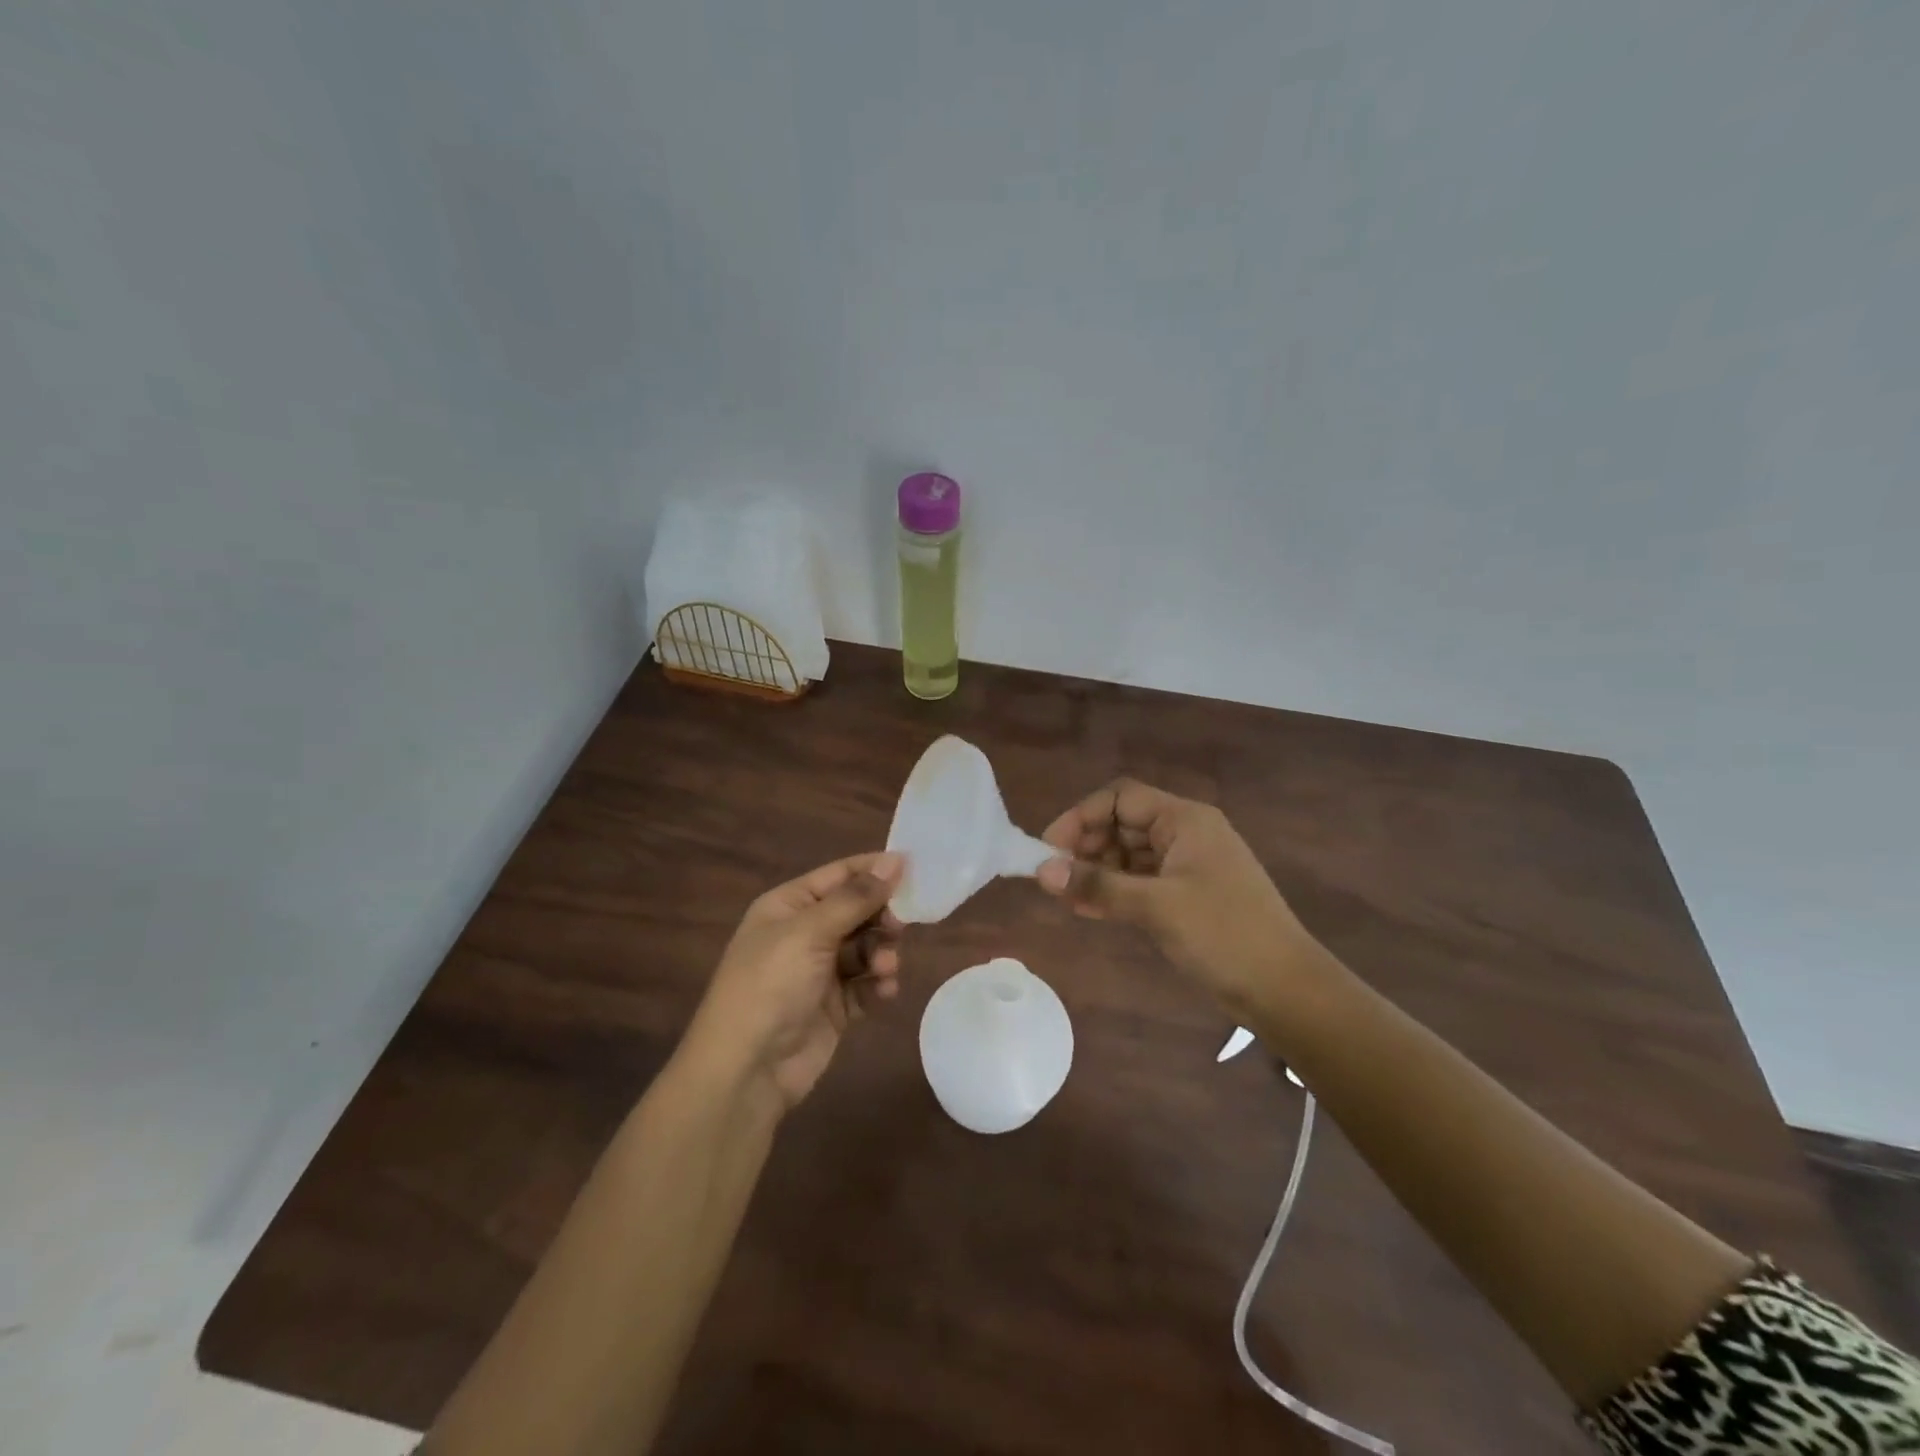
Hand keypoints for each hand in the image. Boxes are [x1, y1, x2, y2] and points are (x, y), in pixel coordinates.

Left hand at [685, 852, 904, 1112]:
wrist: (747, 1070)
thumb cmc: (771, 985)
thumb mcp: (810, 932)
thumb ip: (855, 897)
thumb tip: (894, 861)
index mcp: (789, 906)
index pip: (839, 875)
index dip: (874, 869)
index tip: (915, 868)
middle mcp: (804, 933)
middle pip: (857, 910)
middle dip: (881, 916)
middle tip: (900, 926)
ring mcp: (819, 971)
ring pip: (866, 948)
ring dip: (881, 953)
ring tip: (886, 968)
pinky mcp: (834, 1007)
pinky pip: (866, 984)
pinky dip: (878, 984)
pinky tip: (885, 991)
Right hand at [1035, 780, 1321, 1018]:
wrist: (1285, 990)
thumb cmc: (1224, 934)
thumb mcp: (1157, 906)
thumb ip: (1098, 885)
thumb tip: (1042, 871)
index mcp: (1185, 820)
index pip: (1120, 798)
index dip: (1080, 817)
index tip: (1049, 849)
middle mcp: (1184, 834)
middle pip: (1122, 824)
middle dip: (1085, 846)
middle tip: (1054, 877)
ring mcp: (1186, 867)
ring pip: (1128, 855)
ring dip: (1096, 872)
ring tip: (1065, 898)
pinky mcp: (1186, 897)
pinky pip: (1140, 883)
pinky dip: (1114, 892)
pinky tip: (1087, 910)